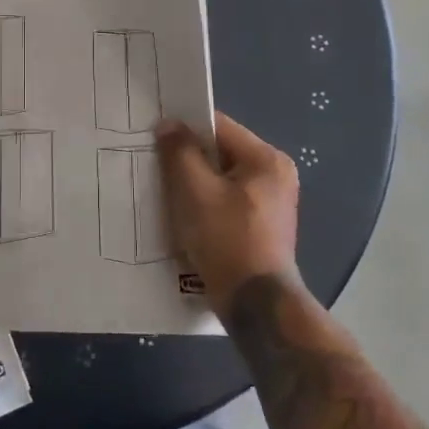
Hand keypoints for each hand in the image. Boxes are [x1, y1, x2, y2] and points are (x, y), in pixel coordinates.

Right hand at [155, 112, 303, 314]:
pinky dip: (204, 203)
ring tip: (163, 190)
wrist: (255, 304)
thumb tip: (169, 124)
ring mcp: (270, 203)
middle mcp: (275, 175)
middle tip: (153, 163)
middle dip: (187, 158)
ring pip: (220, 179)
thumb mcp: (196, 191)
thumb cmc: (227, 240)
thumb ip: (180, 152)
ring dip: (193, 183)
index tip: (154, 136)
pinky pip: (225, 201)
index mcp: (266, 160)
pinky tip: (181, 214)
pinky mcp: (260, 226)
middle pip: (220, 153)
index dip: (184, 128)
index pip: (218, 127)